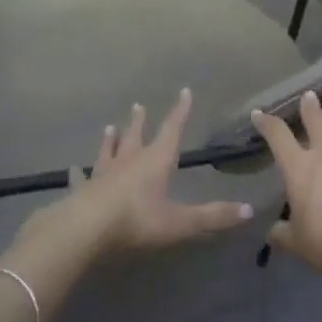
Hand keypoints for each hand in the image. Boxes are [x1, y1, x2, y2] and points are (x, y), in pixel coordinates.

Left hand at [28, 89, 252, 255]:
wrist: (84, 229)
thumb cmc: (136, 220)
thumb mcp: (180, 221)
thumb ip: (213, 216)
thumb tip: (249, 210)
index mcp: (155, 161)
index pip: (172, 130)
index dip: (180, 112)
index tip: (184, 92)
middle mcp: (129, 161)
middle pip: (136, 136)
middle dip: (140, 122)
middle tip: (139, 106)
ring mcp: (103, 174)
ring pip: (109, 151)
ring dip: (111, 140)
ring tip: (110, 127)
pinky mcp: (82, 190)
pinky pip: (82, 178)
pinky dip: (79, 173)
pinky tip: (73, 169)